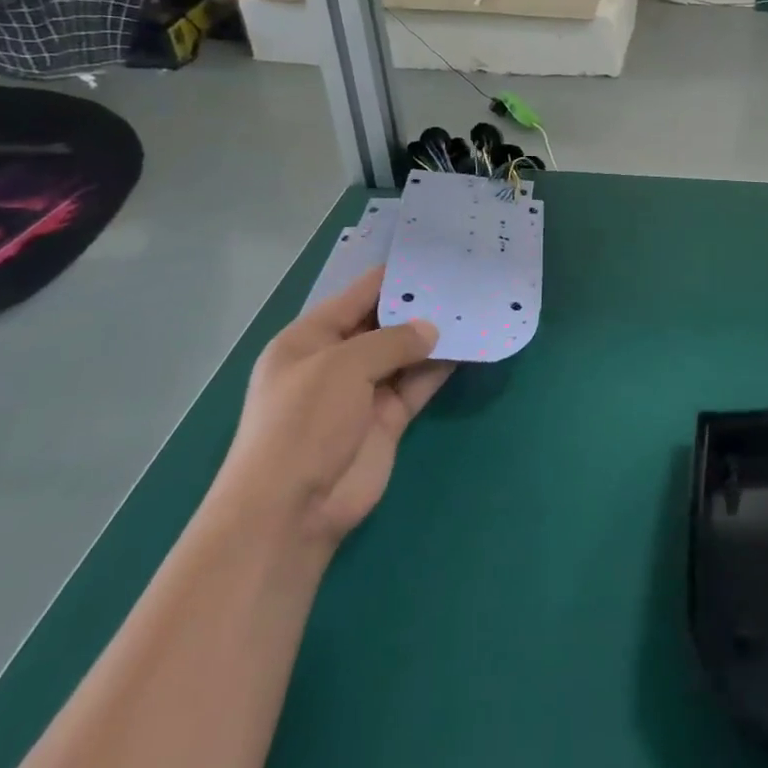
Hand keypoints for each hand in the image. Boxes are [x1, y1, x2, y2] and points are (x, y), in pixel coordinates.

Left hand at [214, 267, 452, 549]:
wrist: (292, 508)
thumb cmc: (304, 422)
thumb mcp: (343, 366)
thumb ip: (392, 341)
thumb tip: (432, 330)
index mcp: (310, 339)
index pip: (357, 296)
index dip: (393, 277)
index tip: (434, 258)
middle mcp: (337, 361)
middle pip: (384, 323)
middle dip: (420, 305)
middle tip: (464, 280)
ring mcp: (363, 392)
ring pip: (406, 353)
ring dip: (435, 336)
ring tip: (475, 307)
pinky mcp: (388, 419)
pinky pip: (418, 383)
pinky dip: (441, 368)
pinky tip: (470, 346)